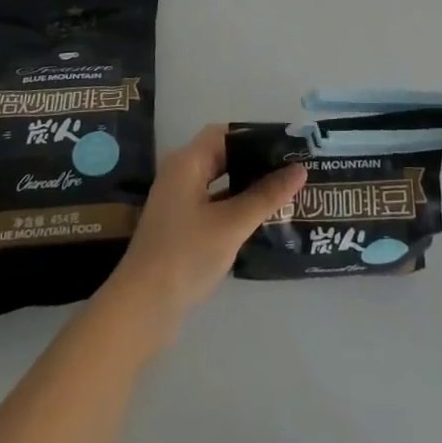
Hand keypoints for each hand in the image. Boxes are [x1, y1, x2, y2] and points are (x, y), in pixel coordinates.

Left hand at [104, 124, 305, 328]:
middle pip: (223, 156)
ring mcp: (178, 201)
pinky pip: (214, 204)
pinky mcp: (180, 226)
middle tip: (291, 168)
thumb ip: (266, 195)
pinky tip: (261, 218)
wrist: (141, 309)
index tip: (286, 145)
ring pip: (219, 182)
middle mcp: (180, 174)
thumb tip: (300, 169)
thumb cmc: (186, 255)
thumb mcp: (231, 224)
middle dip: (255, 161)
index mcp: (187, 162)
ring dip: (247, 185)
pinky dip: (235, 205)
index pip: (225, 133)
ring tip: (283, 191)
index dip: (255, 135)